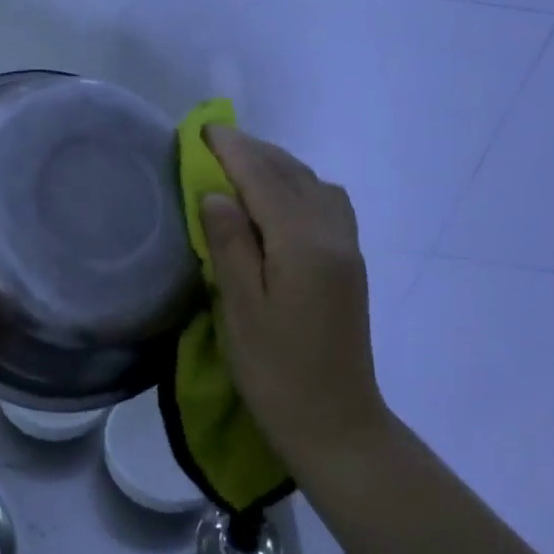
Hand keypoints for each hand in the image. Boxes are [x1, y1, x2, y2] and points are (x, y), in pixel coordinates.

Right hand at [200, 126, 387, 478]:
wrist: (335, 424)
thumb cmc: (276, 372)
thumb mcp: (240, 310)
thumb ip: (230, 245)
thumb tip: (217, 193)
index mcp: (303, 244)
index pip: (265, 179)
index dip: (233, 150)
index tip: (204, 129)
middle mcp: (332, 235)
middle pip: (292, 175)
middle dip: (254, 152)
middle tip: (214, 141)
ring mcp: (347, 249)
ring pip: (314, 185)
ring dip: (278, 166)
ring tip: (240, 166)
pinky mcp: (349, 265)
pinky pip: (327, 204)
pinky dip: (299, 186)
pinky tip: (278, 200)